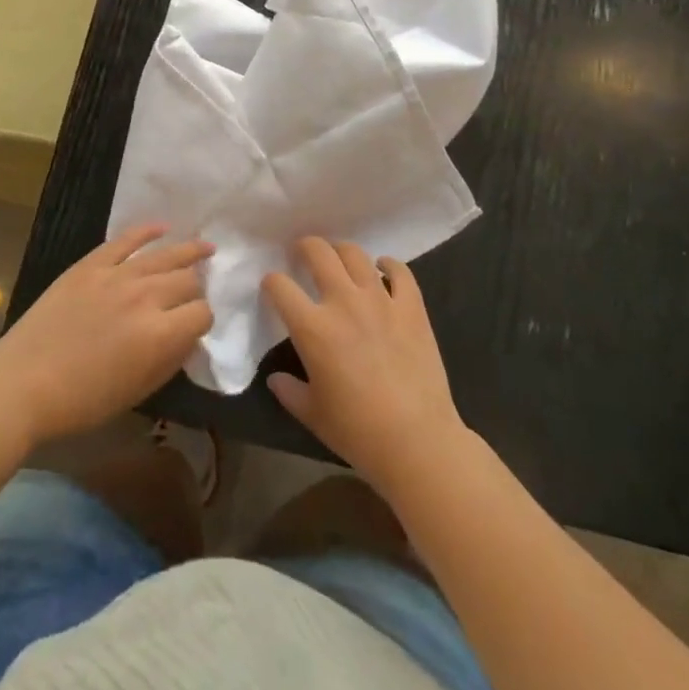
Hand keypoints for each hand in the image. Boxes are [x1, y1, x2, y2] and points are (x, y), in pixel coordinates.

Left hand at [0, 225, 213, 447]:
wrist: (23, 382)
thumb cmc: (82, 401)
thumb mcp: (138, 392)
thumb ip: (170, 360)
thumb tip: (187, 337)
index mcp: (159, 334)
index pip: (202, 313)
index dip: (204, 321)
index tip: (196, 327)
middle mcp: (145, 296)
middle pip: (187, 280)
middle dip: (196, 288)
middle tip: (194, 293)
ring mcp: (116, 274)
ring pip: (164, 254)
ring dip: (188, 250)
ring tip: (205, 247)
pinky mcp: (91, 264)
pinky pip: (126, 239)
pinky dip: (147, 231)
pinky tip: (162, 227)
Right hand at [263, 238, 468, 494]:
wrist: (417, 442)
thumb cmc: (358, 432)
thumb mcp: (312, 414)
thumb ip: (289, 391)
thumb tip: (275, 378)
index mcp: (313, 328)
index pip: (279, 286)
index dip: (271, 282)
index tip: (273, 287)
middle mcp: (344, 302)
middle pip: (318, 252)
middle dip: (304, 247)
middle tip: (302, 254)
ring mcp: (381, 300)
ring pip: (355, 254)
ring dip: (341, 251)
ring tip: (339, 260)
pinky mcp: (412, 307)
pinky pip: (400, 271)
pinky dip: (388, 265)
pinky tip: (382, 271)